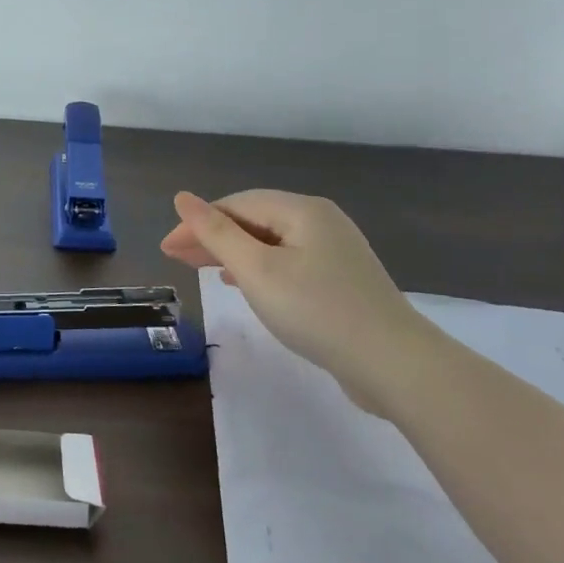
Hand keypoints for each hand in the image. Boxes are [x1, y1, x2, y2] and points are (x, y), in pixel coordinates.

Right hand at [160, 189, 439, 413]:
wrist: (396, 364)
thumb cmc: (317, 310)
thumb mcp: (257, 271)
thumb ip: (216, 234)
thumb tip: (182, 197)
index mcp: (302, 209)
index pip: (235, 204)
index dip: (197, 223)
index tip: (167, 249)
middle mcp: (320, 221)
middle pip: (254, 220)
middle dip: (212, 237)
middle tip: (176, 259)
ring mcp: (335, 251)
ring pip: (270, 242)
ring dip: (233, 253)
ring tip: (202, 269)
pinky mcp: (342, 280)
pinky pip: (288, 262)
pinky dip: (259, 268)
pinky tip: (244, 283)